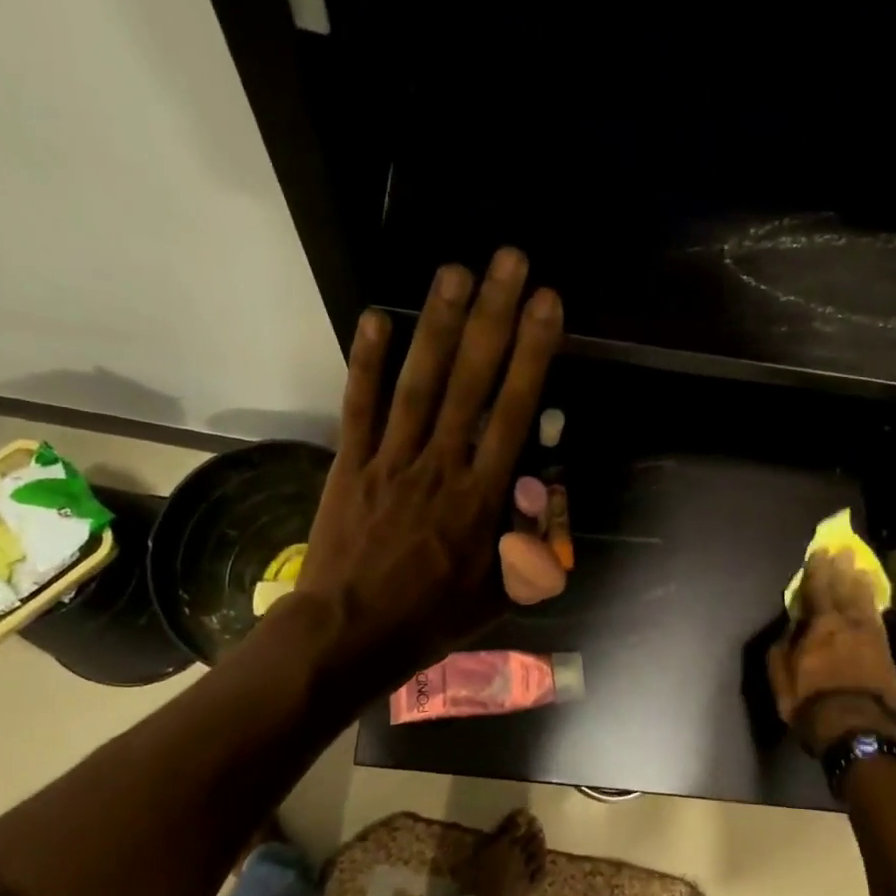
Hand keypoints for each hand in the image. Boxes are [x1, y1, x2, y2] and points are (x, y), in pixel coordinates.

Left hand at [295, 248, 563, 695]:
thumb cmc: (430, 619)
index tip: (546, 304)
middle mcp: (440, 466)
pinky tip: (375, 318)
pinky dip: (366, 364)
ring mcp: (390, 461)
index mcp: (481, 499)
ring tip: (454, 271)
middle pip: (471, 382)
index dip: (532, 354)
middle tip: (508, 260)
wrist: (350, 635)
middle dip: (493, 317)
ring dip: (437, 325)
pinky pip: (359, 408)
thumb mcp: (497, 597)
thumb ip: (529, 547)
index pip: (512, 412)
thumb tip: (545, 498)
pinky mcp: (349, 465)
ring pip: (419, 384)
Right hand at [767, 550, 895, 755]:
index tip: (818, 553)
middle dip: (842, 570)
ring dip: (861, 584)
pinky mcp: (887, 654)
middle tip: (843, 552)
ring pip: (865, 603)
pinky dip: (875, 607)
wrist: (858, 729)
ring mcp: (871, 638)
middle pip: (844, 590)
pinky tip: (873, 603)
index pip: (816, 590)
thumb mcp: (781, 677)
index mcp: (819, 626)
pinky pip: (878, 620)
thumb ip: (782, 648)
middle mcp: (847, 624)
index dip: (816, 570)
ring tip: (860, 569)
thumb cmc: (811, 703)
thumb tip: (788, 628)